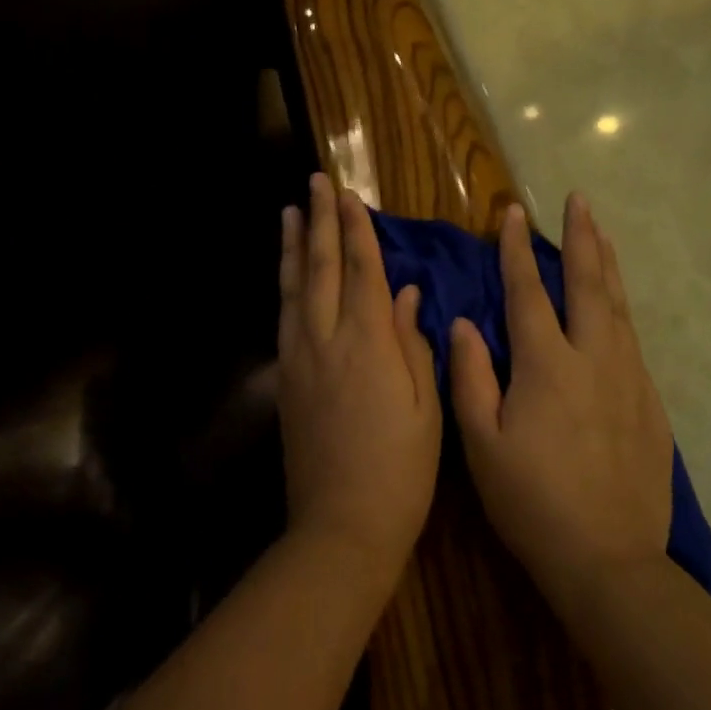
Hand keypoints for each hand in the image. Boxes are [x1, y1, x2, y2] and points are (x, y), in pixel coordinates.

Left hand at [277, 174, 441, 583]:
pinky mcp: (286, 382)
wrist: (341, 526)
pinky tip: (288, 276)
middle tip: (314, 183)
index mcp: (368, 344)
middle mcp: (326, 341)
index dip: (356, 229)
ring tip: (290, 213)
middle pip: (322, 269)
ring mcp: (299, 360)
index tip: (349, 194)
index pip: (362, 270)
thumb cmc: (400, 470)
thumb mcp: (426, 407)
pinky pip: (285, 318)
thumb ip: (413, 342)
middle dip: (320, 222)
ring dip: (294, 247)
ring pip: (294, 289)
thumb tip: (404, 293)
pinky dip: (286, 287)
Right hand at [449, 194, 672, 598]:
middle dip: (582, 237)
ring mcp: (630, 378)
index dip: (516, 249)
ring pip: (619, 306)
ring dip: (607, 265)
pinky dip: (622, 308)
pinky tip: (617, 307)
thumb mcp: (482, 443)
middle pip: (589, 284)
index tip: (512, 212)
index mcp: (547, 365)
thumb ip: (470, 376)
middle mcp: (594, 358)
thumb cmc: (532, 501)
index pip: (528, 291)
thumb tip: (462, 323)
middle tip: (579, 200)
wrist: (609, 559)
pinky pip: (633, 339)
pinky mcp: (650, 402)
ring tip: (602, 233)